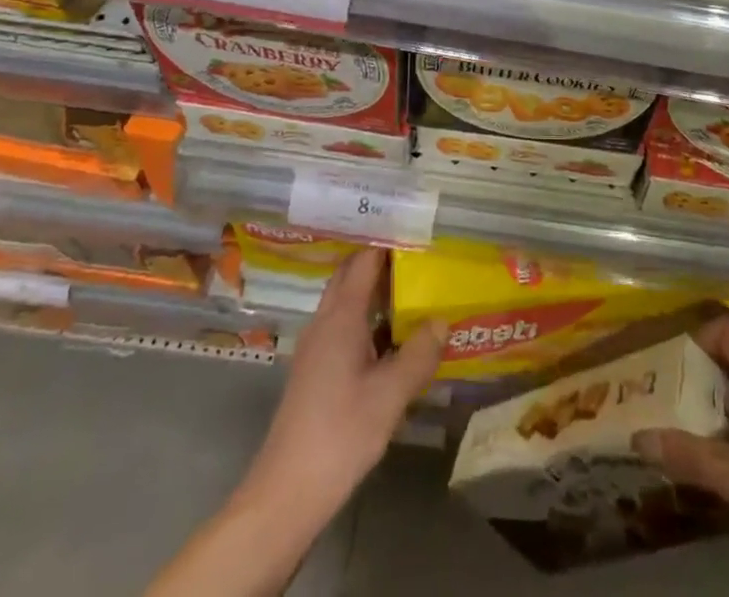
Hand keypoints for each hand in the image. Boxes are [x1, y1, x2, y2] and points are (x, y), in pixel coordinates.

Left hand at [146, 250, 442, 596]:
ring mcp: (316, 348)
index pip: (364, 261)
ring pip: (346, 303)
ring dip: (374, 294)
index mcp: (341, 316)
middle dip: (381, 263)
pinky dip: (367, 322)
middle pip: (351, 276)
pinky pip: (343, 328)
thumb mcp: (390, 395)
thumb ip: (419, 354)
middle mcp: (325, 322)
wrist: (287, 493)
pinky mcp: (314, 372)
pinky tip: (391, 341)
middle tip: (418, 260)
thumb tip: (441, 320)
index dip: (389, 244)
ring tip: (412, 294)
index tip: (418, 235)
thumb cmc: (340, 434)